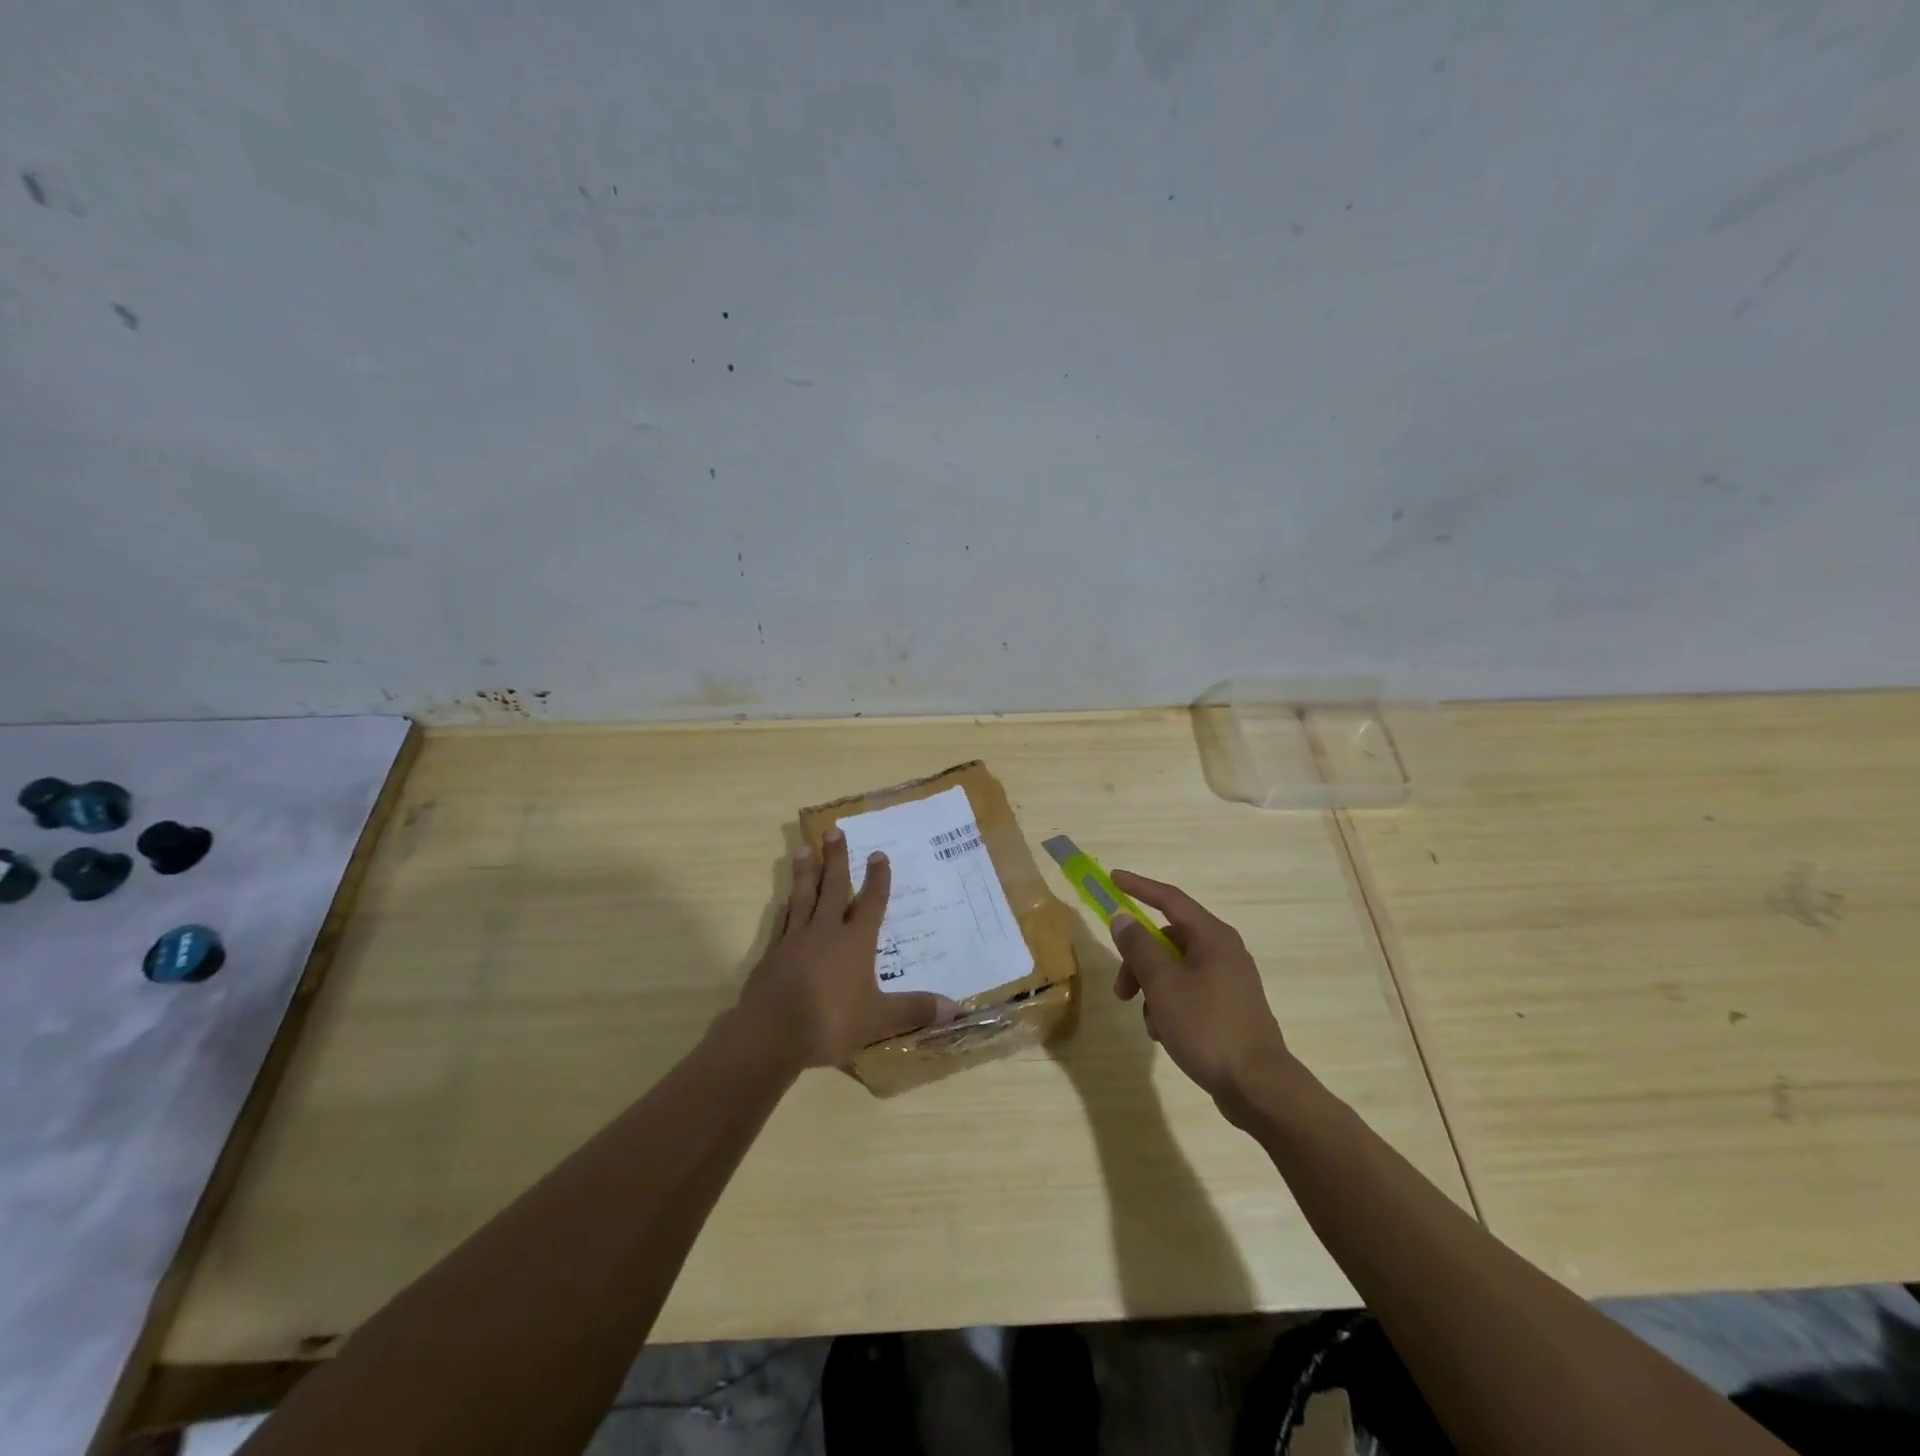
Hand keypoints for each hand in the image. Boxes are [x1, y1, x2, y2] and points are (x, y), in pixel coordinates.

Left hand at [738, 829, 956, 1068]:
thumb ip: (914, 1009)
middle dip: (836, 859)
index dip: (877, 879)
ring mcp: (796, 940)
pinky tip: (784, 899)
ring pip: (803, 897)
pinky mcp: (773, 953)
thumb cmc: (830, 1021)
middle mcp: (826, 932)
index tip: (878, 853)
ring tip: (802, 848)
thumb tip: (956, 1008)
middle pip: (833, 888)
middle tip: (834, 831)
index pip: (871, 903)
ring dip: (805, 872)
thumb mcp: (879, 1019)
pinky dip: (785, 907)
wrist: (771, 1032)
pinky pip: (782, 921)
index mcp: (855, 942)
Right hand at [1108, 870, 1293, 1116]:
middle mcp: (1224, 951)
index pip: (1169, 899)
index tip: (1112, 879)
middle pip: (1167, 939)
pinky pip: (1189, 992)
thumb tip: (1122, 918)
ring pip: (1175, 969)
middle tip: (1121, 990)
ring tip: (1148, 1022)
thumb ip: (1138, 947)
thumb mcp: (1162, 984)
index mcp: (1212, 937)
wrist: (1259, 1086)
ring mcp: (1229, 980)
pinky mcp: (1230, 1008)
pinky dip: (1169, 1005)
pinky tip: (1163, 1033)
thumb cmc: (1207, 1026)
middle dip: (1138, 960)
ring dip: (1152, 988)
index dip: (1138, 887)